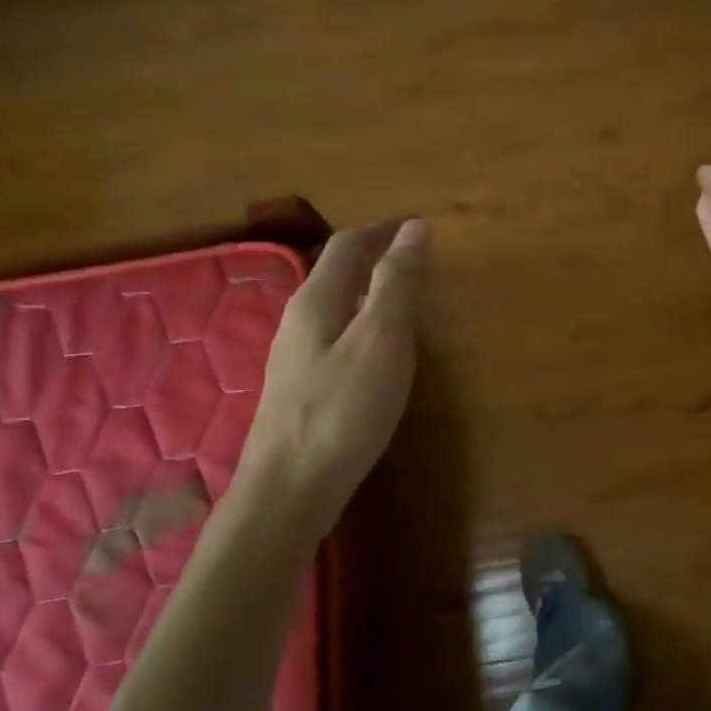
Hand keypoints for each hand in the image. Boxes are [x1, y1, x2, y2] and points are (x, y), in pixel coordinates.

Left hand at [238, 217, 427, 513]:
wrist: (291, 487)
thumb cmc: (342, 409)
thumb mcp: (381, 339)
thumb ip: (397, 283)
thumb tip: (414, 228)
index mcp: (316, 300)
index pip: (348, 244)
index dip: (383, 229)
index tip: (419, 224)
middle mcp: (299, 320)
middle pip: (336, 272)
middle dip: (374, 256)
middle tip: (415, 257)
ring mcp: (295, 356)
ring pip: (335, 305)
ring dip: (368, 289)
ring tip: (402, 296)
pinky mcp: (302, 388)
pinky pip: (335, 336)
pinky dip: (362, 323)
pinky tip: (376, 350)